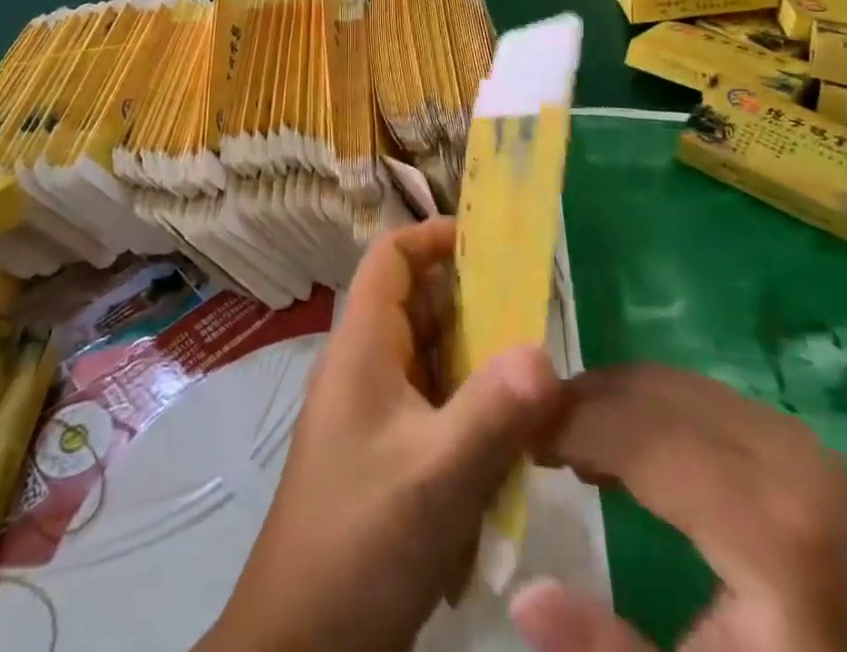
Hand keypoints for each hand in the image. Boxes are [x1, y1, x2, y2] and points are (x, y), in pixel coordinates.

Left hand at [198, 218, 560, 651]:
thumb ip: (493, 411)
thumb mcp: (435, 476)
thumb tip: (546, 351)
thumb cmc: (359, 543)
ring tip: (534, 393)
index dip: (436, 236)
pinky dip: (472, 421)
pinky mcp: (388, 456)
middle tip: (539, 324)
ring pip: (437, 363)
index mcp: (364, 346)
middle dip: (479, 311)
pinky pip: (438, 413)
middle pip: (424, 307)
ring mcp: (376, 414)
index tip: (495, 245)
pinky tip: (506, 459)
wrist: (300, 650)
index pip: (393, 257)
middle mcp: (368, 367)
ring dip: (481, 374)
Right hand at [512, 365, 846, 651]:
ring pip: (672, 384)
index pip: (639, 434)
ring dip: (610, 403)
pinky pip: (700, 397)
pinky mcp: (797, 442)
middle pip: (652, 393)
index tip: (512, 439)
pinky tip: (620, 450)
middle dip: (581, 404)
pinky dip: (647, 409)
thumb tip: (524, 595)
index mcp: (770, 524)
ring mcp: (797, 441)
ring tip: (563, 443)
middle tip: (526, 436)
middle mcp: (787, 457)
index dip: (568, 426)